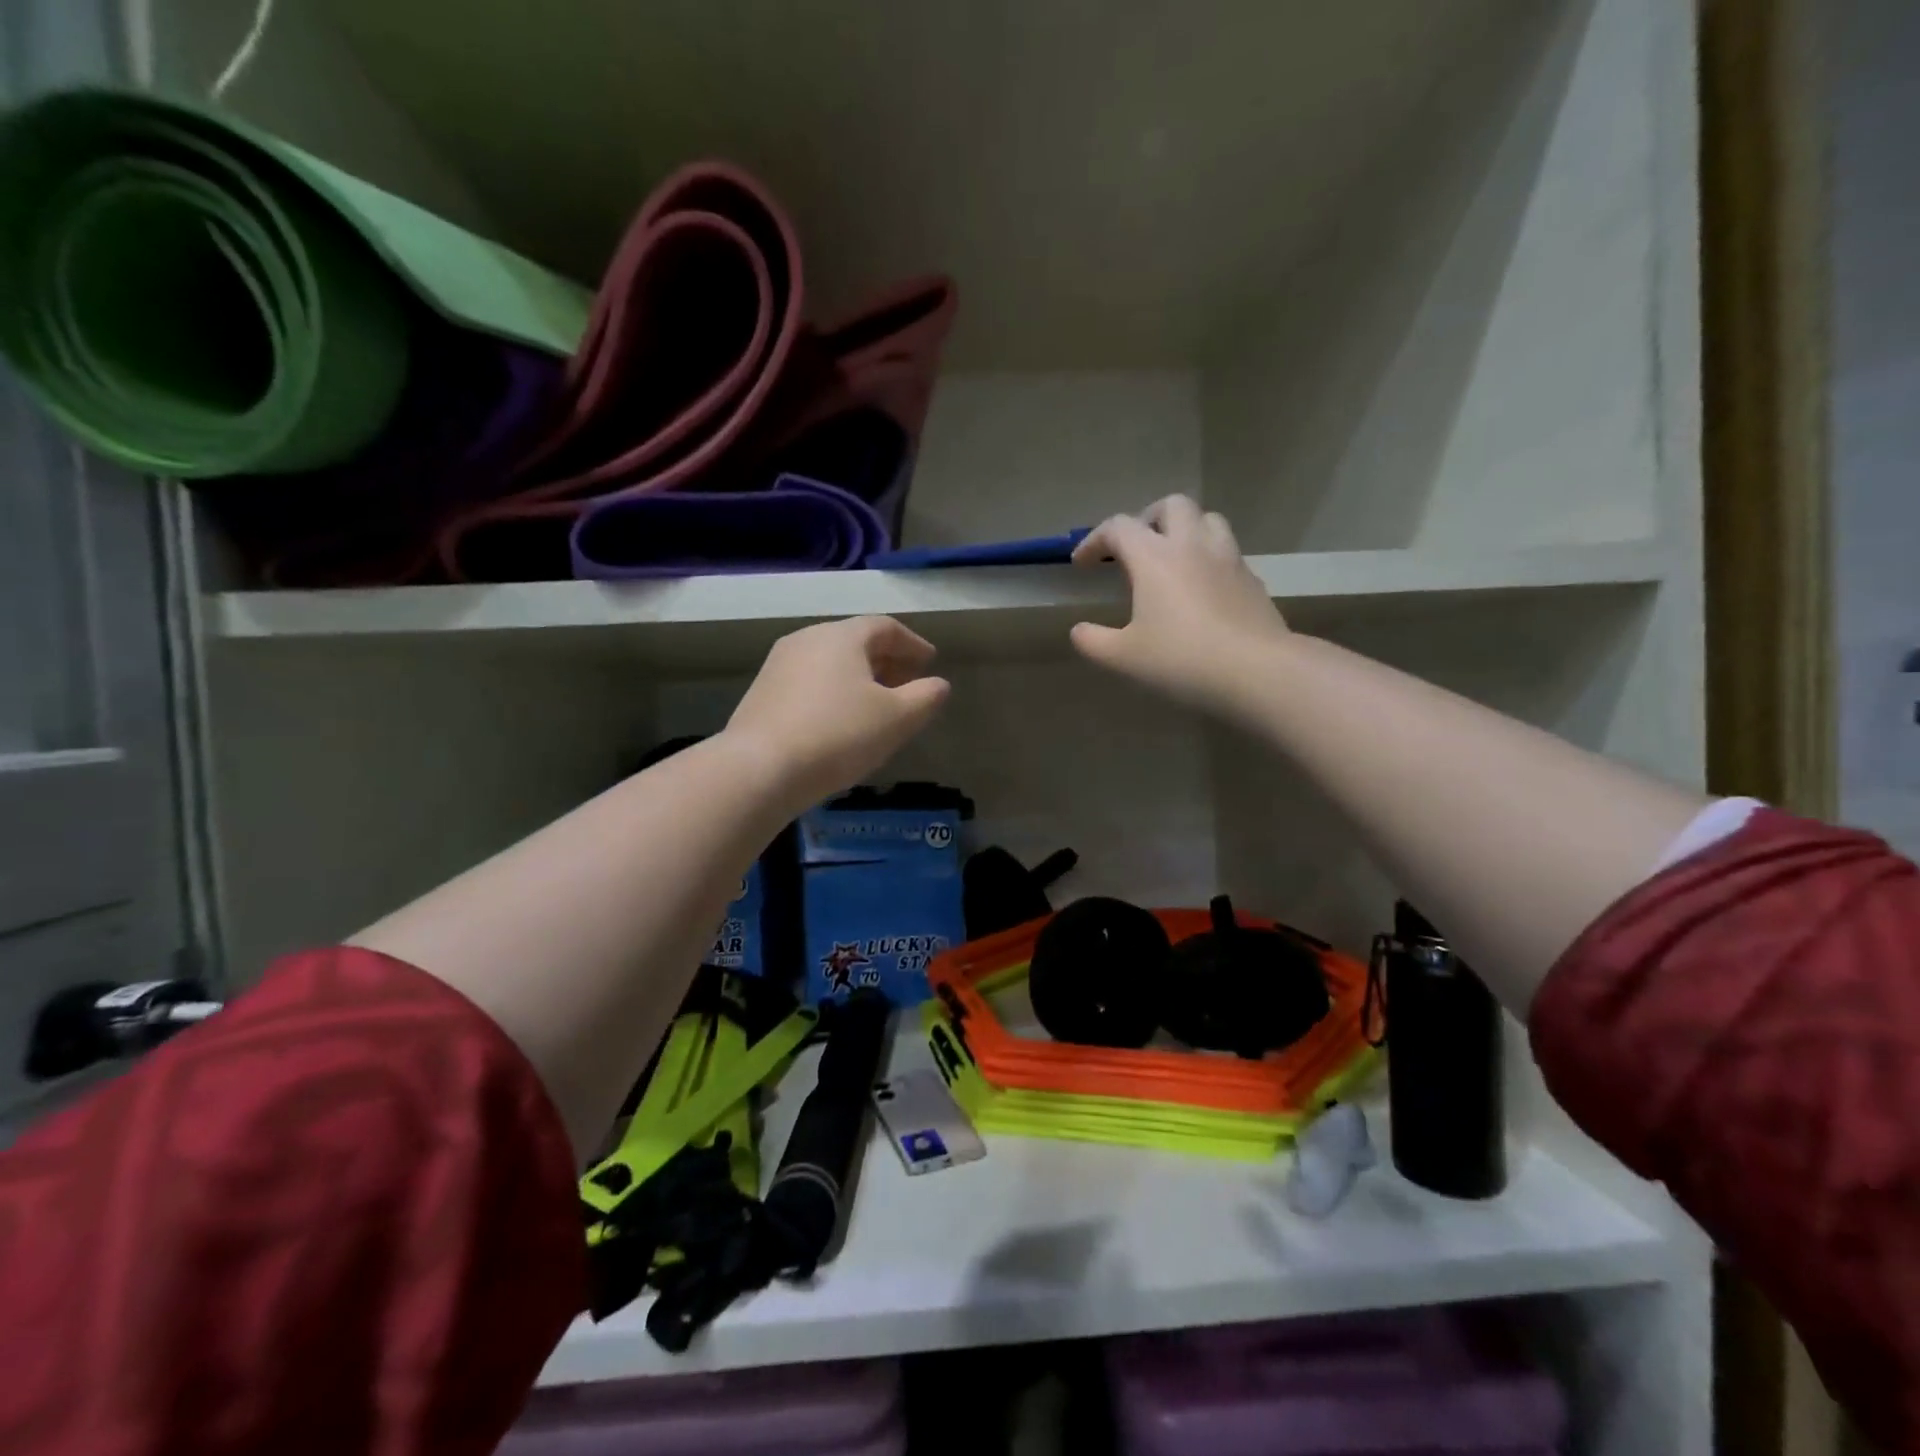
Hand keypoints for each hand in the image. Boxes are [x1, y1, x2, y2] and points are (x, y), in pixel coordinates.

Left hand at [726, 616, 950, 806]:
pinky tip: (839, 721)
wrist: (759, 769)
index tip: (929, 662)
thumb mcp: (896, 719)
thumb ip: (925, 698)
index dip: (912, 643)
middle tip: (906, 683)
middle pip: (854, 641)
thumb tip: (938, 684)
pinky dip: (832, 692)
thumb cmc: (838, 736)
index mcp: (842, 636)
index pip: (885, 627)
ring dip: (858, 677)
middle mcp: (806, 639)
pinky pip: (809, 682)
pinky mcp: (761, 693)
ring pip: (829, 662)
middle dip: (885, 660)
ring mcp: (778, 665)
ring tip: (875, 704)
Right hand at [1070, 496, 1288, 713]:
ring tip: (1172, 558)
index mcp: (1154, 557)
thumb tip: (1078, 631)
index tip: (1082, 564)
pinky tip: (1203, 589)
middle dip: (1147, 519)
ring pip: (1207, 520)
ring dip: (1185, 530)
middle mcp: (1192, 545)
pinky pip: (1228, 553)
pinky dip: (1209, 559)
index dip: (1094, 540)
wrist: (1257, 671)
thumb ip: (1093, 641)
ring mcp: (1228, 559)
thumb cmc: (1181, 659)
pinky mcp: (1252, 580)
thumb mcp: (1123, 657)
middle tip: (1134, 547)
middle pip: (1171, 506)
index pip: (1118, 527)